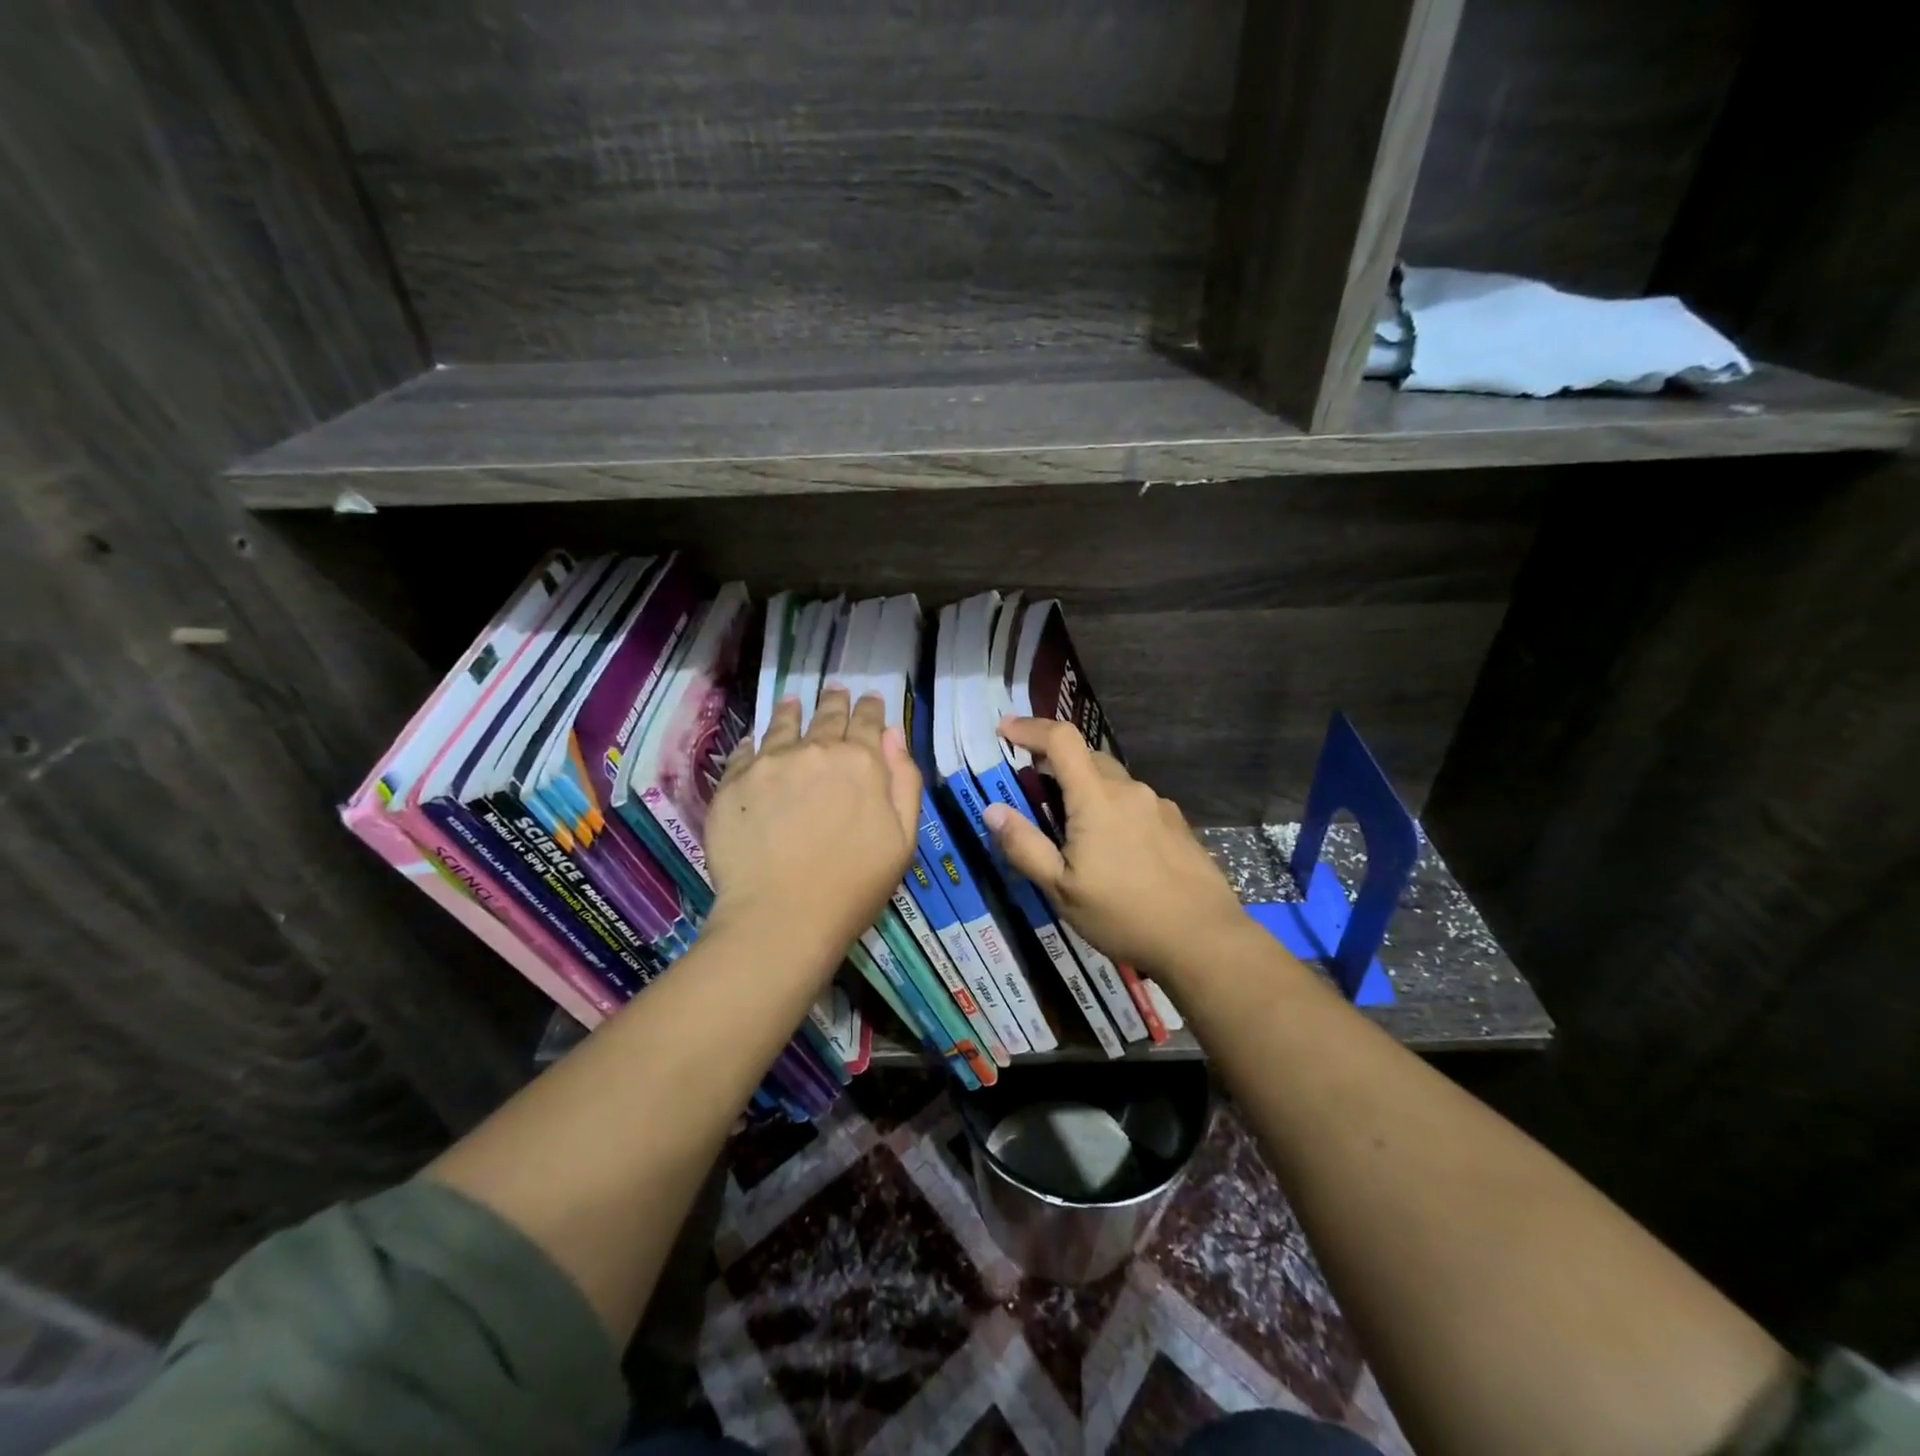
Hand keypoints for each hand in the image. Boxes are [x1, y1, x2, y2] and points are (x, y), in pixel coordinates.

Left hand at [704, 689, 921, 978]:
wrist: (781, 918)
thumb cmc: (854, 886)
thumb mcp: (903, 839)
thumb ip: (904, 781)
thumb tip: (893, 736)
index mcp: (861, 763)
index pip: (868, 723)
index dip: (871, 709)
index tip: (870, 699)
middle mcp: (815, 750)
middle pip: (827, 716)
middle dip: (835, 702)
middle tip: (835, 692)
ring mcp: (770, 763)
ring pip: (784, 725)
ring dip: (793, 711)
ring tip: (793, 701)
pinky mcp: (734, 782)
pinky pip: (745, 750)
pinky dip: (754, 740)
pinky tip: (755, 738)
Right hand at [983, 718, 1249, 986]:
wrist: (1204, 939)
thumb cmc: (1124, 914)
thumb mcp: (1062, 889)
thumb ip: (1025, 846)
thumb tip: (992, 810)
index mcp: (1097, 798)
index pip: (1061, 740)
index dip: (1030, 727)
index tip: (1004, 728)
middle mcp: (1129, 790)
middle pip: (1087, 756)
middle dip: (1056, 761)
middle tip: (1033, 787)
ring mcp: (1159, 806)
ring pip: (1113, 781)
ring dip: (1087, 789)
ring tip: (1074, 830)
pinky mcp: (1178, 825)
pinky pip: (1135, 803)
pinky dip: (1113, 809)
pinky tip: (1115, 849)